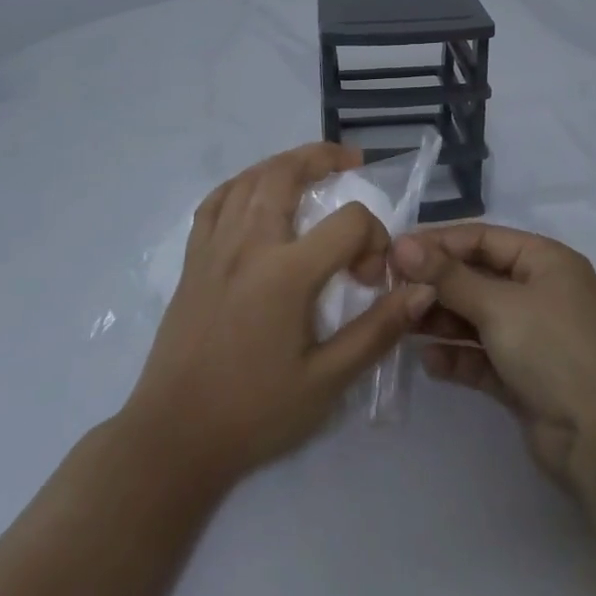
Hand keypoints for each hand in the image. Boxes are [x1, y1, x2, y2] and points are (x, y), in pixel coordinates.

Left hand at [125, 143, 436, 488]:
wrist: (173, 438)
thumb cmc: (254, 413)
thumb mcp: (326, 381)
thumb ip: (377, 330)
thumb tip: (421, 290)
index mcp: (286, 273)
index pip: (348, 222)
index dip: (373, 238)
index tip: (371, 279)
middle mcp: (248, 245)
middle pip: (286, 173)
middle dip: (323, 157)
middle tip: (350, 161)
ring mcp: (214, 248)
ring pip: (249, 179)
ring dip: (283, 164)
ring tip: (310, 170)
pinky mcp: (192, 261)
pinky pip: (215, 202)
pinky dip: (241, 184)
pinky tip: (254, 193)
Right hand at [391, 224, 595, 496]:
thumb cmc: (554, 351)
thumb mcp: (499, 306)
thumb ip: (448, 276)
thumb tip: (401, 244)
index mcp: (546, 261)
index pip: (483, 238)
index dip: (438, 242)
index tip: (393, 252)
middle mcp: (541, 292)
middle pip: (477, 278)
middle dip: (436, 285)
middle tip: (390, 291)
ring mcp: (533, 336)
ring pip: (477, 319)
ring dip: (441, 321)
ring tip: (401, 326)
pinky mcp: (524, 376)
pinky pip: (482, 357)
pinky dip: (457, 357)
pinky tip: (429, 363)